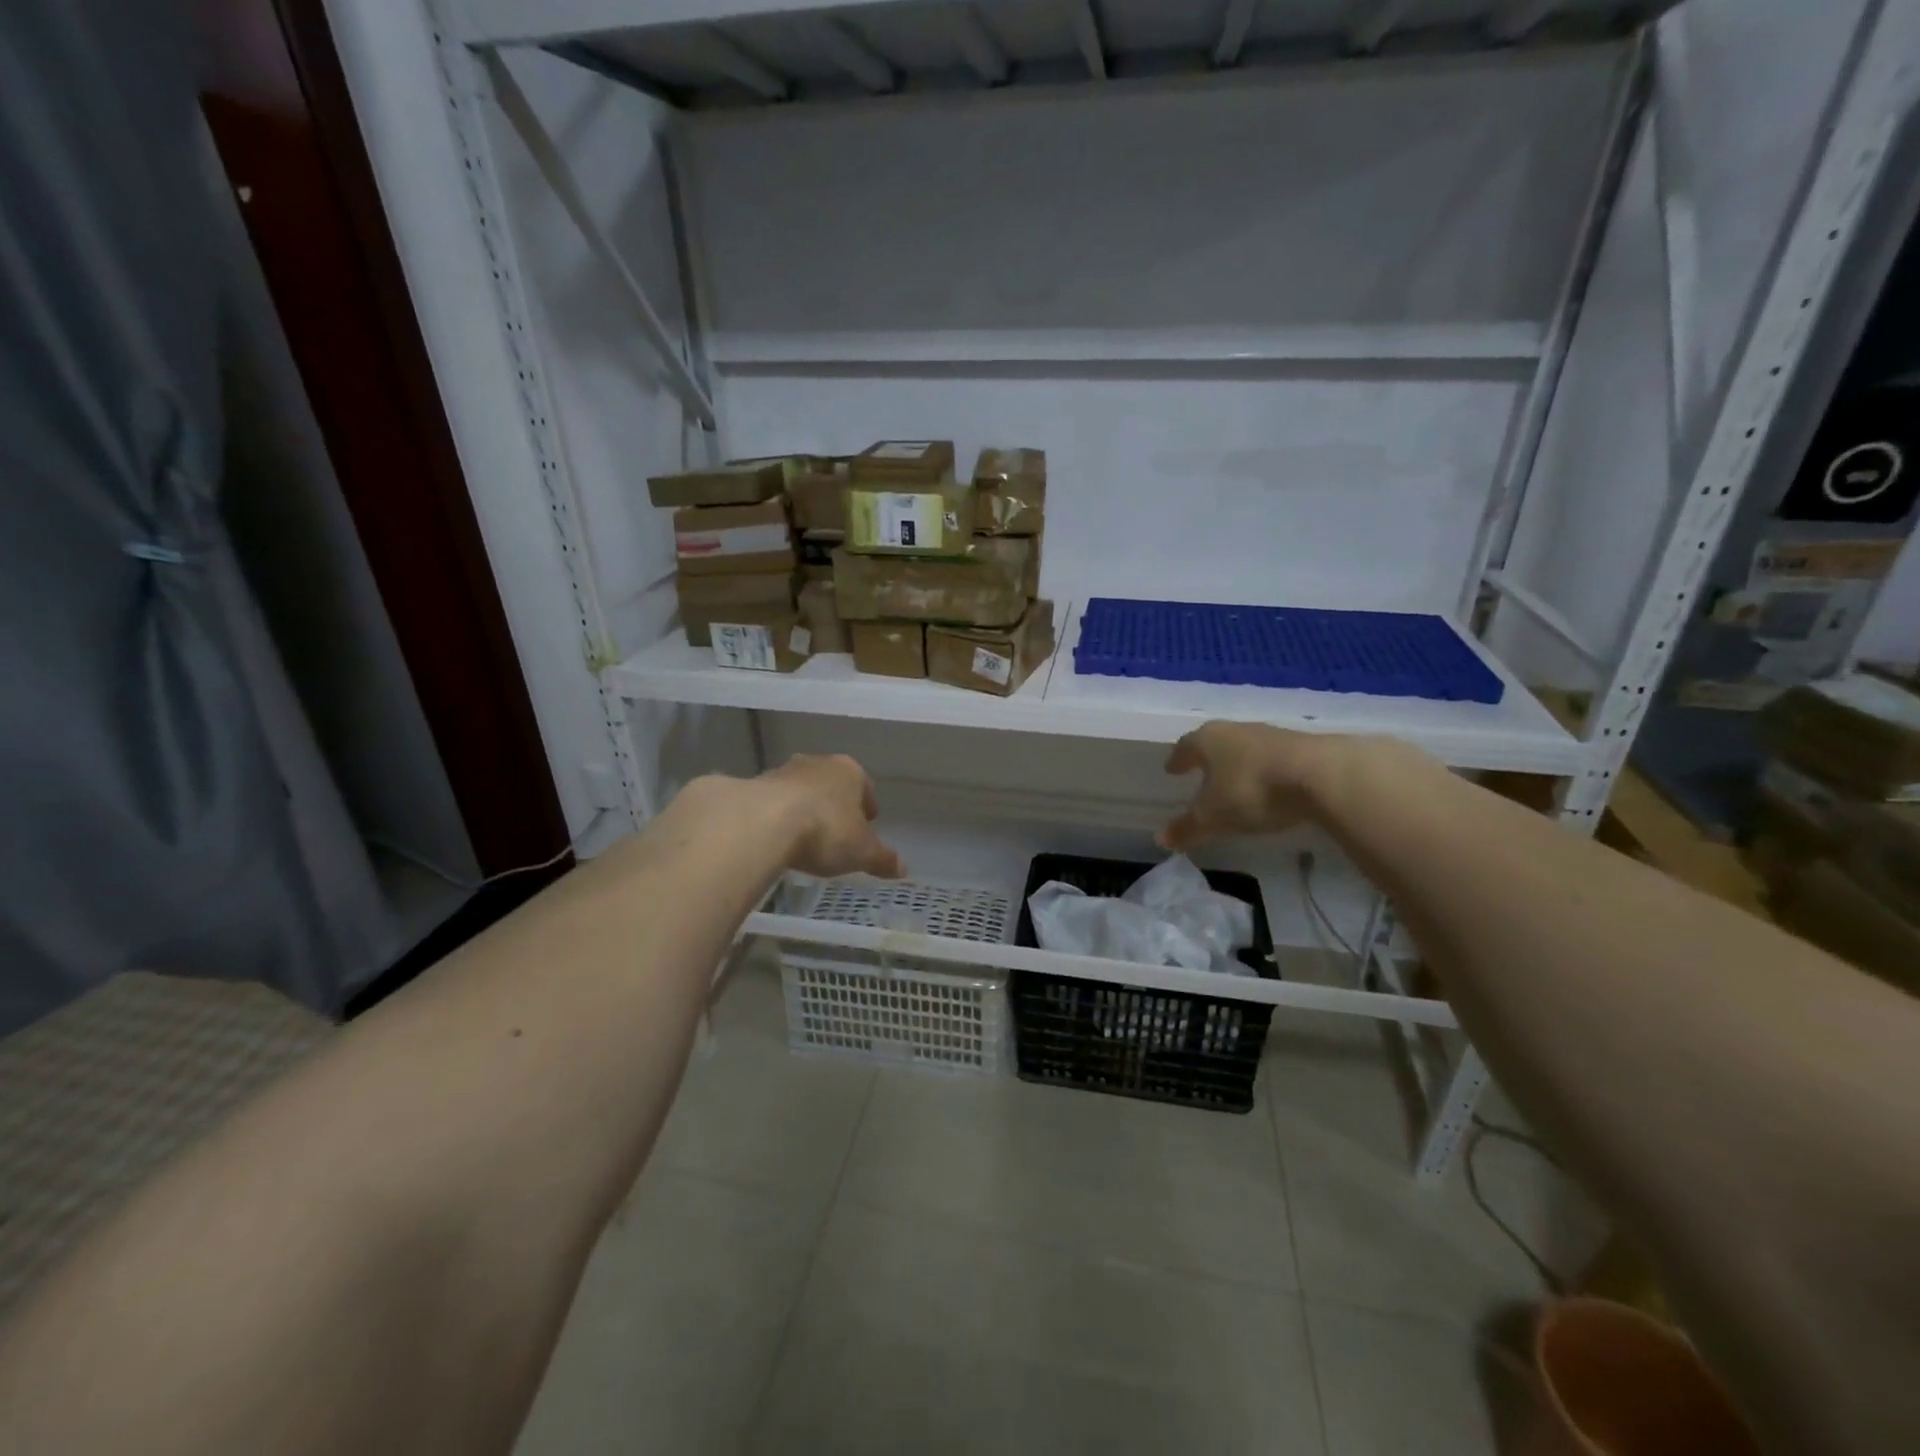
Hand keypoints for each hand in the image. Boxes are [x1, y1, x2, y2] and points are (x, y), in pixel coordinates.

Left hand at [758, 754, 903, 879]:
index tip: (866, 825)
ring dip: (805, 809)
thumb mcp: (862, 852)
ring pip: (802, 791)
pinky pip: (774, 803)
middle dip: (835, 805)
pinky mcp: (755, 786)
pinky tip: (778, 839)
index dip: (867, 807)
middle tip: (836, 831)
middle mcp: (818, 763)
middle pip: (831, 785)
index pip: (865, 786)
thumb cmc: (826, 831)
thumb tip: (903, 869)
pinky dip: (778, 817)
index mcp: (850, 771)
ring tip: (805, 838)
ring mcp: (784, 771)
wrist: (763, 823)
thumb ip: (882, 858)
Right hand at [1158, 722, 1334, 850]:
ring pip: (1245, 748)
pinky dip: (1264, 770)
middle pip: (1215, 743)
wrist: (1321, 775)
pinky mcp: (1301, 746)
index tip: (1171, 769)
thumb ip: (1187, 827)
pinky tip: (1267, 785)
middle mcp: (1236, 730)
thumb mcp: (1214, 817)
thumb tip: (1161, 839)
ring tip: (1233, 781)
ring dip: (1237, 763)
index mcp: (1208, 740)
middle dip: (1207, 758)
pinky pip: (1272, 758)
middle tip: (1200, 772)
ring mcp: (1270, 735)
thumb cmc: (1252, 790)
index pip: (1185, 746)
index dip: (1178, 760)